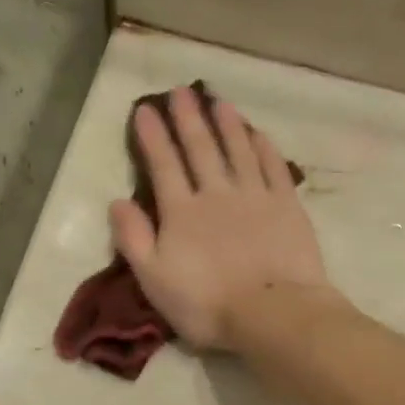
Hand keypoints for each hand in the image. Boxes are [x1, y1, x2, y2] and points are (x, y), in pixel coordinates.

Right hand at [110, 86, 332, 351]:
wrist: (272, 313)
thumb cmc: (207, 304)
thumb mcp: (154, 279)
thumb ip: (133, 239)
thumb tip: (117, 202)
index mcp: (181, 212)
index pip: (163, 165)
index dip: (153, 136)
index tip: (145, 109)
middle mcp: (216, 193)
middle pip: (200, 148)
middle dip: (188, 118)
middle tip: (181, 91)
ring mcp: (255, 196)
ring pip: (238, 149)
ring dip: (226, 124)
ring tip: (218, 101)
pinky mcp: (287, 206)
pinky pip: (273, 166)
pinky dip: (264, 147)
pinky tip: (258, 133)